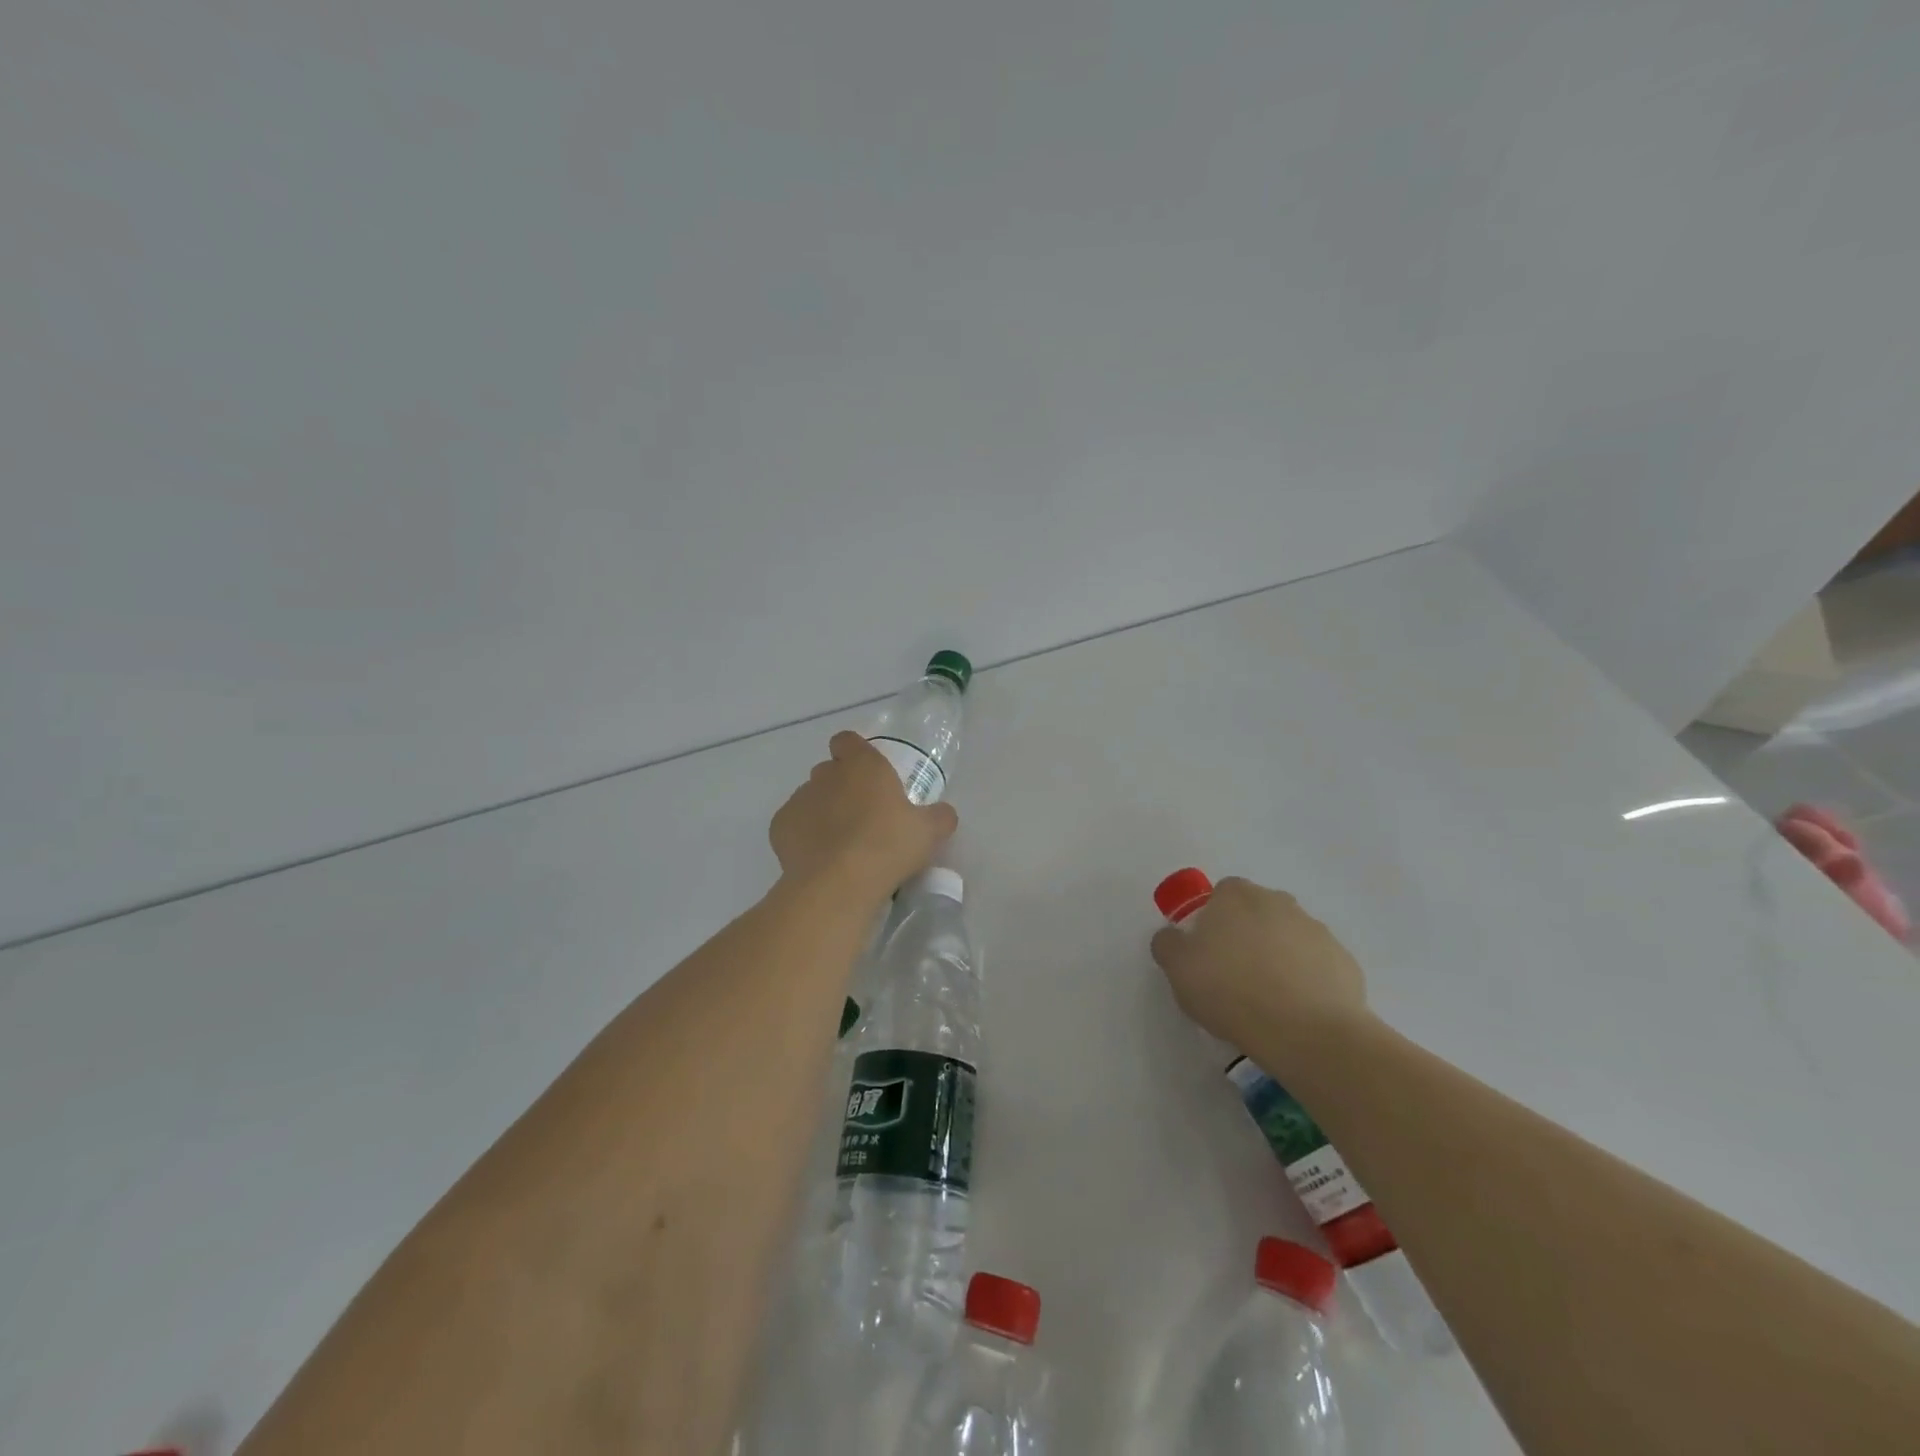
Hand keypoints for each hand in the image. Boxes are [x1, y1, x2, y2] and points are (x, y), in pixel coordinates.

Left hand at [770, 732, 958, 897]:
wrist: (838, 884)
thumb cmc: (888, 846)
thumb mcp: (930, 832)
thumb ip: (939, 816)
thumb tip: (943, 813)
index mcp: (863, 765)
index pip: (848, 741)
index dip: (855, 753)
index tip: (868, 775)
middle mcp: (826, 775)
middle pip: (829, 771)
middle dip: (841, 786)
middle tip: (862, 816)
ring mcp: (799, 799)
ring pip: (810, 798)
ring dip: (822, 812)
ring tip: (840, 844)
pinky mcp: (779, 827)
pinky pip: (794, 825)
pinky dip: (803, 836)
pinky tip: (819, 859)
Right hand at [1150, 877, 1370, 1052]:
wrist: (1306, 1032)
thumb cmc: (1231, 990)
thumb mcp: (1178, 968)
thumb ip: (1168, 944)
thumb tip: (1172, 936)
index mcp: (1236, 896)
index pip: (1221, 893)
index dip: (1212, 919)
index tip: (1207, 951)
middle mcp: (1278, 902)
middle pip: (1257, 911)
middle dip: (1247, 934)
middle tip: (1234, 973)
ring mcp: (1316, 930)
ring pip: (1289, 937)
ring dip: (1278, 956)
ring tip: (1268, 998)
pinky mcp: (1344, 962)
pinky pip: (1316, 965)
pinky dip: (1307, 980)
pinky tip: (1296, 1010)